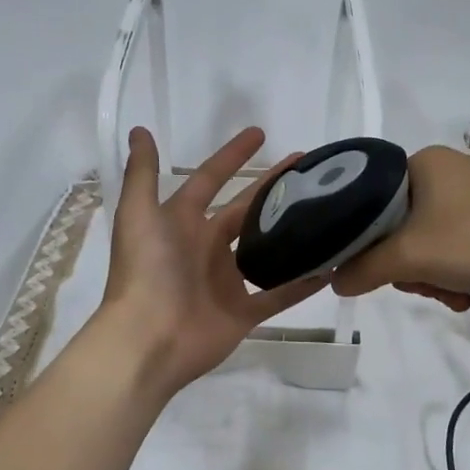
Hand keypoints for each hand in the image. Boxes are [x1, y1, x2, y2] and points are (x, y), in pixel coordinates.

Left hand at [98, 126, 326, 395]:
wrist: (148, 339)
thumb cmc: (145, 272)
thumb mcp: (138, 214)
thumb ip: (142, 173)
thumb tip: (140, 130)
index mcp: (181, 223)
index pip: (210, 180)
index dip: (232, 157)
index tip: (261, 134)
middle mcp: (205, 247)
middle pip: (245, 211)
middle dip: (272, 189)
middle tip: (309, 171)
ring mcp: (225, 282)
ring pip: (266, 251)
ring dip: (291, 233)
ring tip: (326, 211)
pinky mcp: (242, 313)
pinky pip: (279, 295)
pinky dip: (303, 284)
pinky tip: (331, 266)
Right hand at [330, 145, 469, 308]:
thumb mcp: (412, 256)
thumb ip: (364, 268)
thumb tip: (333, 281)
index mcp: (421, 163)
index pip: (368, 201)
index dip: (365, 240)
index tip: (379, 270)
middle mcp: (446, 171)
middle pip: (398, 226)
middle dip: (408, 265)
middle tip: (423, 284)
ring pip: (428, 241)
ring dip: (433, 275)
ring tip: (454, 293)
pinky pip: (457, 245)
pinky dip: (457, 271)